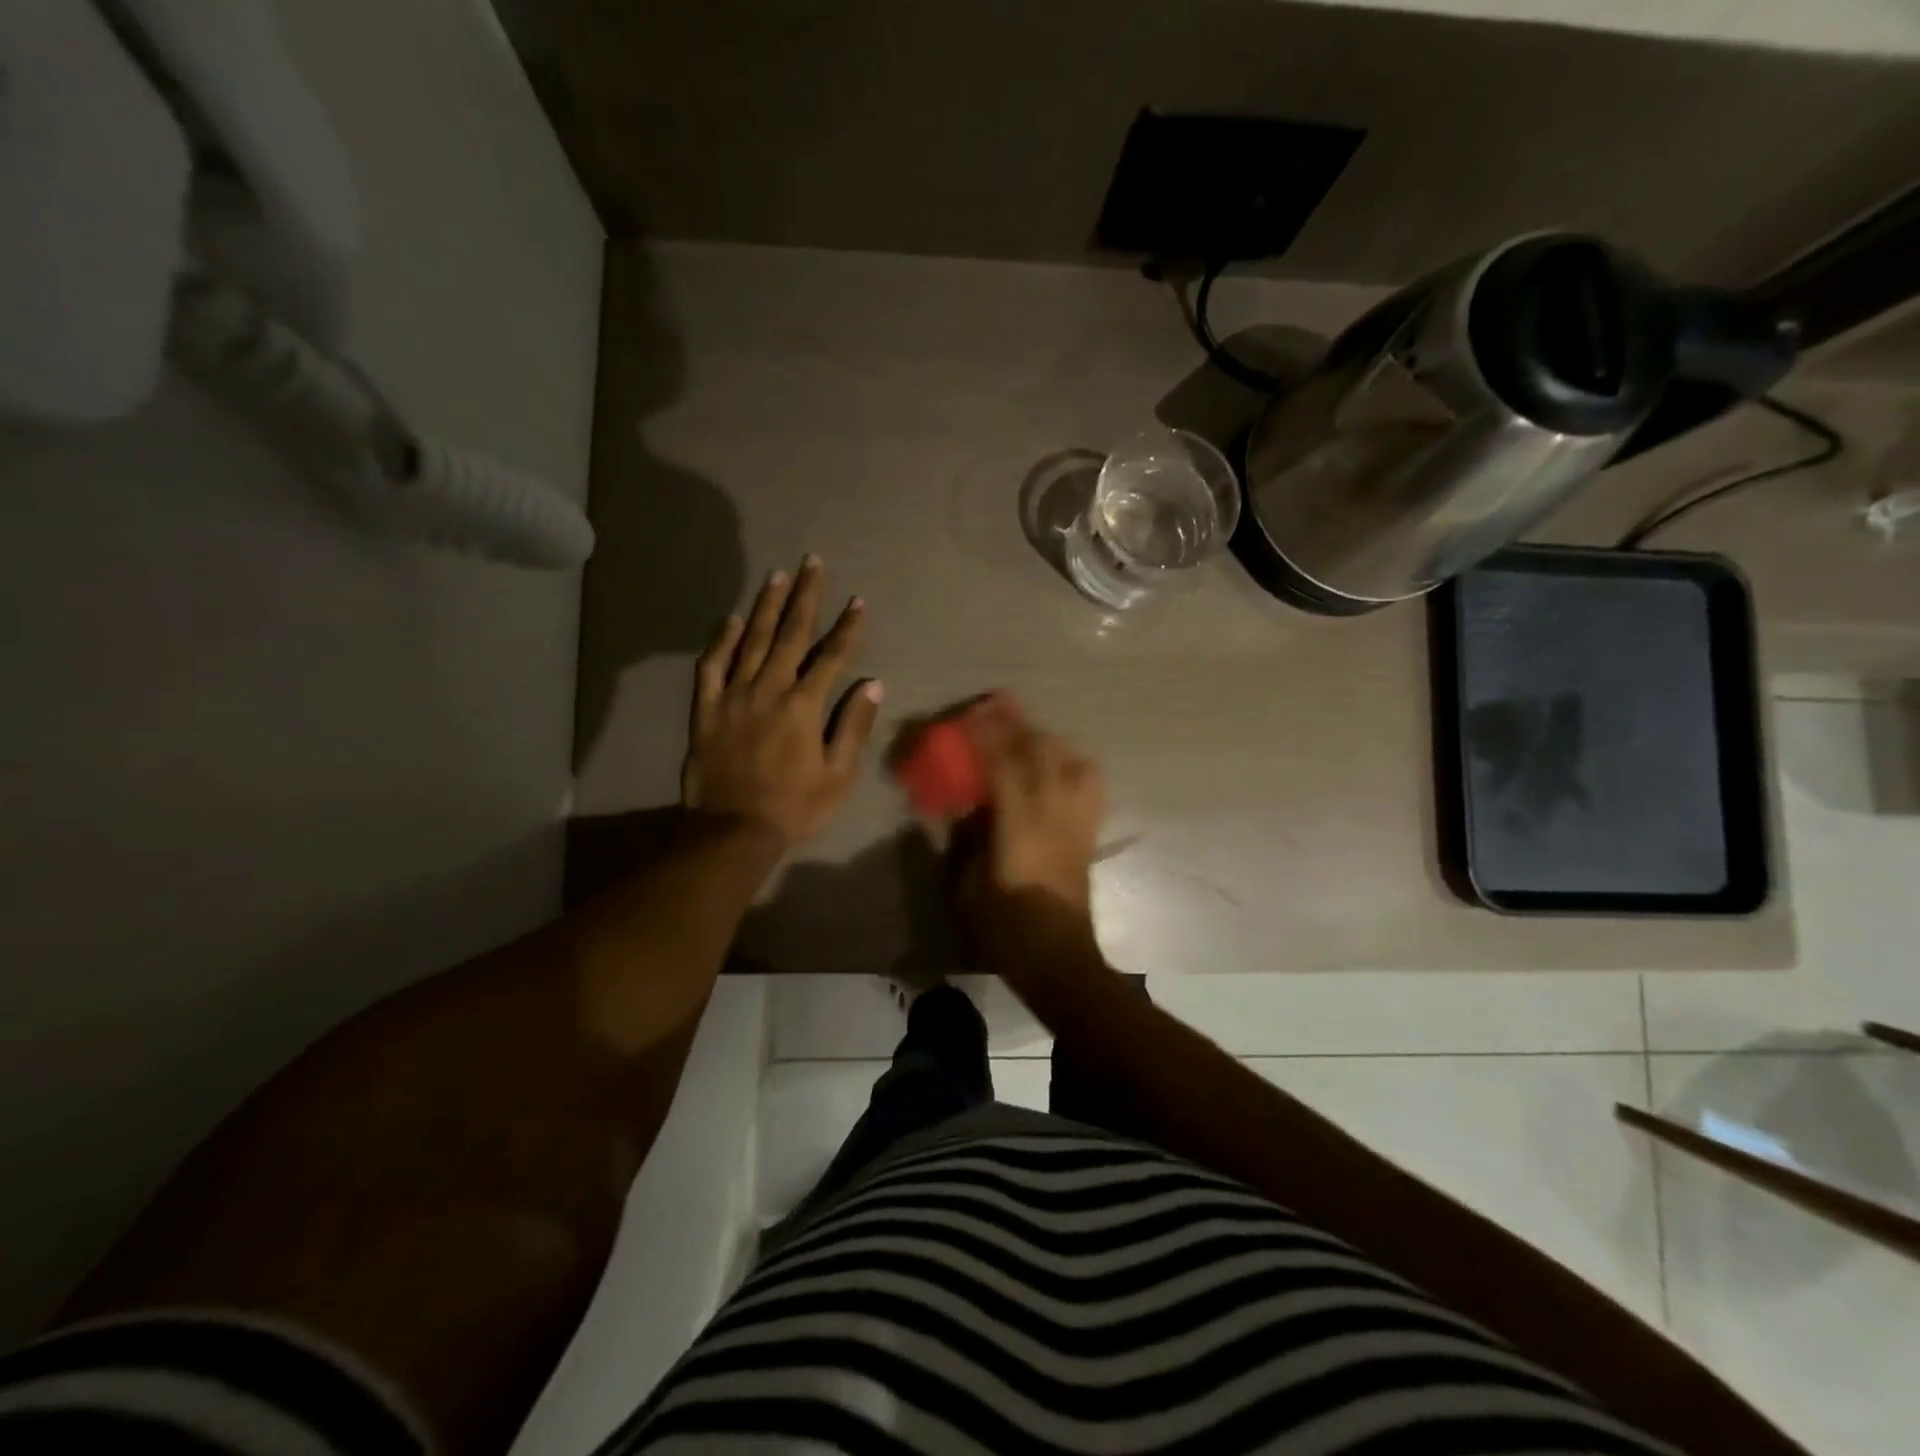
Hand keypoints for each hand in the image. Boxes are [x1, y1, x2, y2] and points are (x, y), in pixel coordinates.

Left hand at [682, 556, 881, 845]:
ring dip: (766, 606)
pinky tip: (731, 619)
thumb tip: (873, 684)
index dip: (847, 627)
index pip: (832, 656)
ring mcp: (733, 696)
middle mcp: (768, 689)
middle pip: (790, 634)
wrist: (732, 830)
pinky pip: (712, 666)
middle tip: (813, 562)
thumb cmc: (793, 806)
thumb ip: (853, 726)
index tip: (857, 601)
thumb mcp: (838, 775)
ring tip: (778, 576)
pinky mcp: (706, 708)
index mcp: (804, 706)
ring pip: (751, 640)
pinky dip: (721, 640)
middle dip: (806, 597)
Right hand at [956, 697, 1105, 963]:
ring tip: (1025, 731)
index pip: (1005, 764)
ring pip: (1071, 760)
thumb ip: (967, 837)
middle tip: (996, 706)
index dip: (989, 733)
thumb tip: (965, 806)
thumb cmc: (1005, 925)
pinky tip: (1057, 763)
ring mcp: (1078, 819)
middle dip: (1018, 724)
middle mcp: (1054, 812)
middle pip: (1042, 752)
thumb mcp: (968, 882)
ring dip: (1045, 738)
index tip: (973, 711)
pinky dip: (1072, 762)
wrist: (1057, 957)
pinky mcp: (1090, 831)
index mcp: (1020, 825)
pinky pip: (1089, 783)